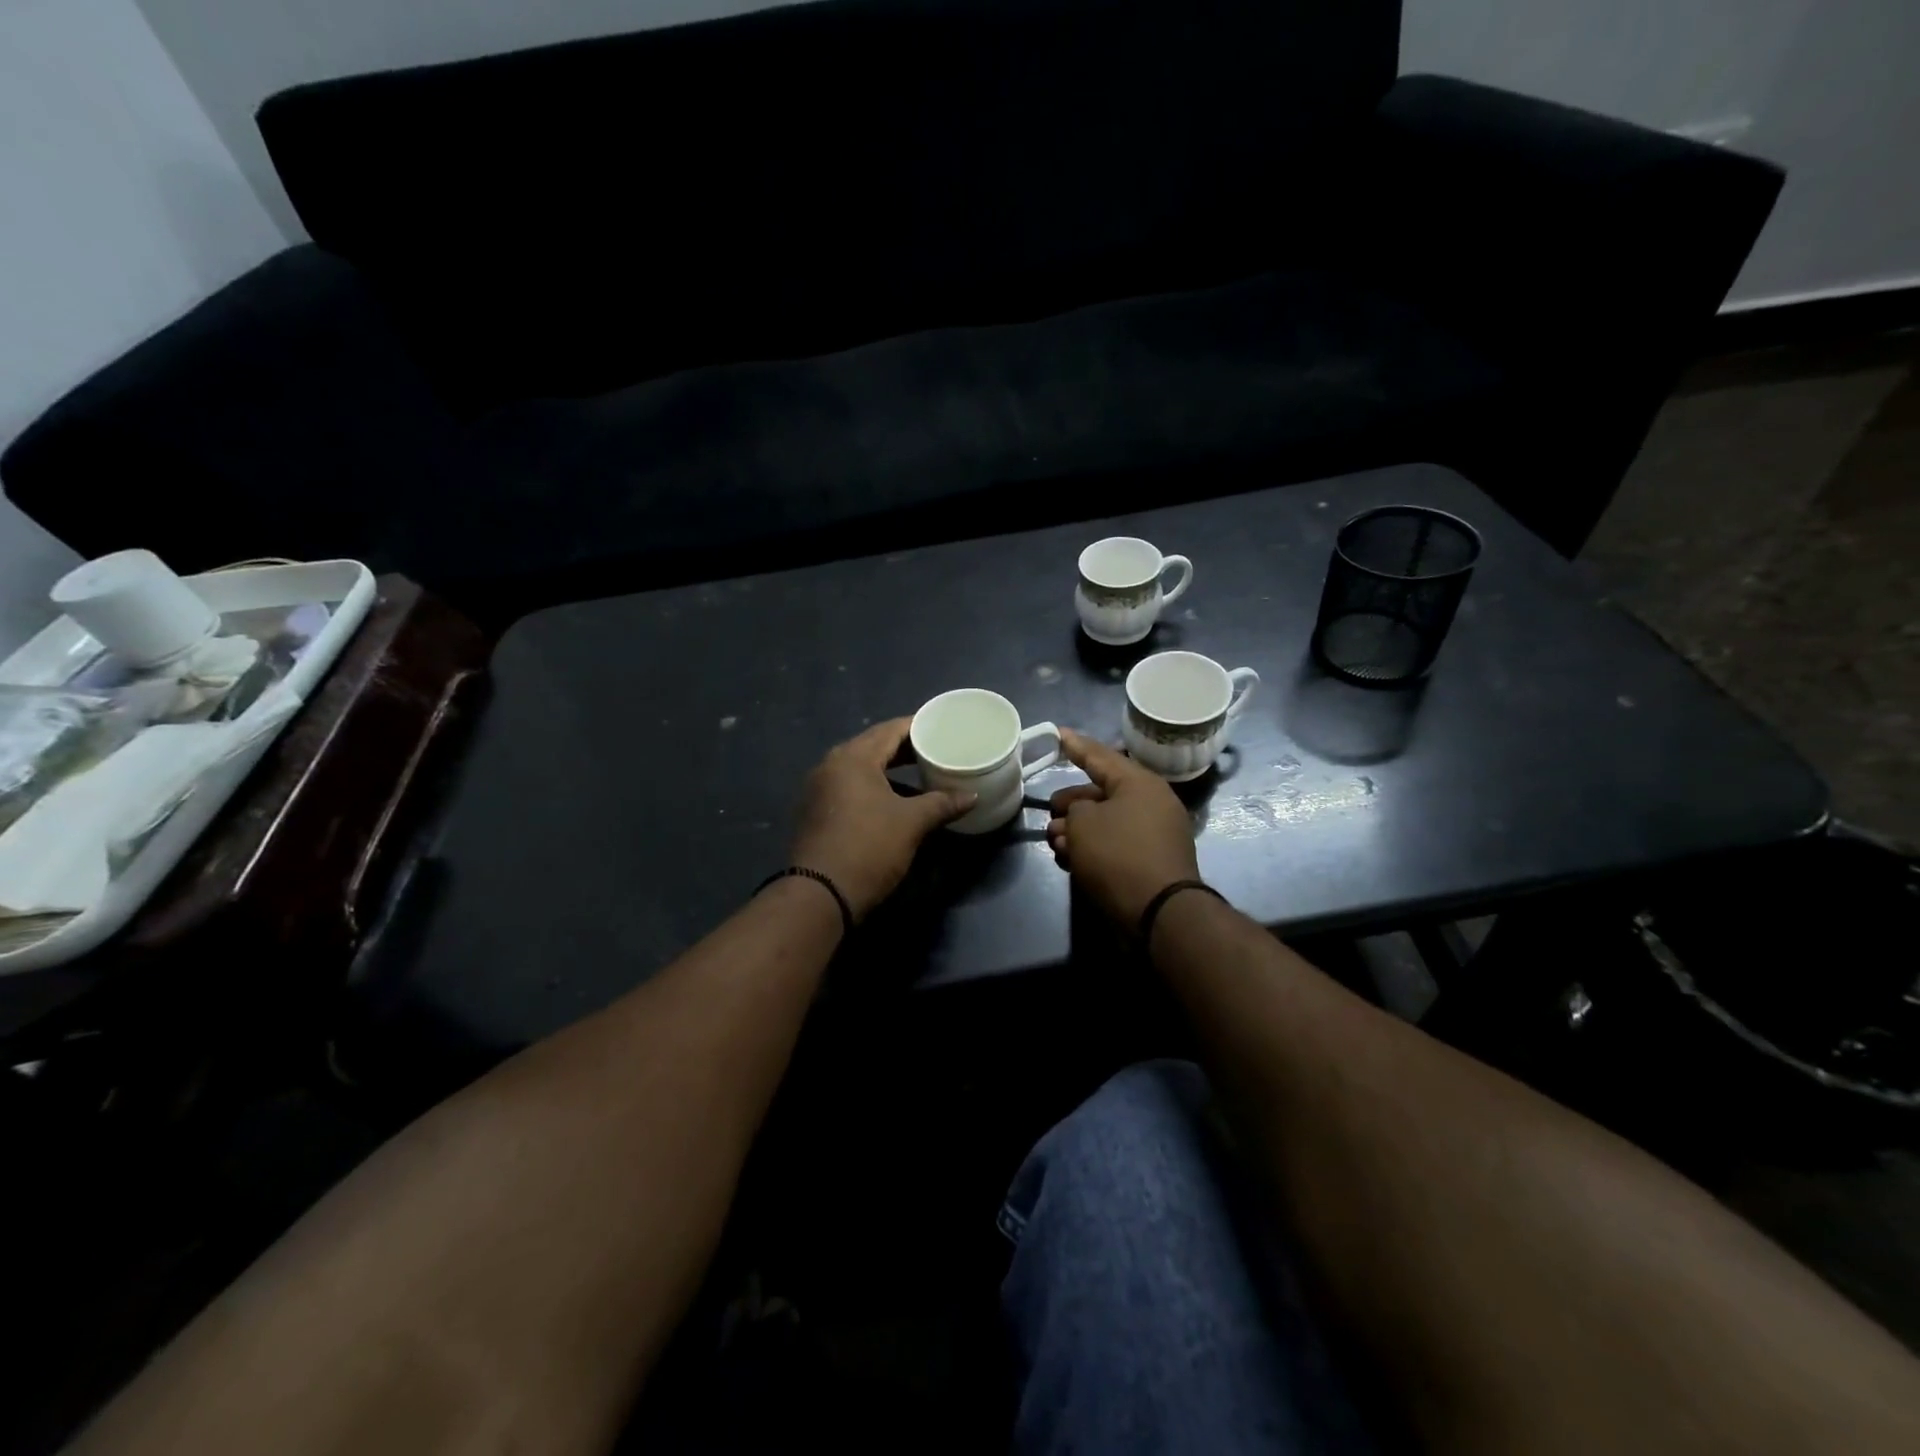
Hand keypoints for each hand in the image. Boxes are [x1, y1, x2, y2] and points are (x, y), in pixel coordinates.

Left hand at [789, 718, 974, 921]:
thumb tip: (971, 796)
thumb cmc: (869, 847)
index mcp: (853, 758)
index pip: (890, 729)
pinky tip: (894, 799)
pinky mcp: (817, 812)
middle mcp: (831, 765)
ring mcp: (819, 789)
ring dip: (889, 769)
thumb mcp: (911, 823)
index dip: (918, 726)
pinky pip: (850, 787)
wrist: (820, 894)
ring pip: (861, 768)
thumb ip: (942, 803)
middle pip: (873, 746)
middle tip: (935, 749)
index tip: (942, 726)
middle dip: (904, 748)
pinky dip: (874, 786)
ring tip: (919, 773)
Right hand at [1047, 728, 1200, 928]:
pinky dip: (1093, 848)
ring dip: (1077, 830)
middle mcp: (1151, 803)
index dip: (1076, 746)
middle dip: (1071, 803)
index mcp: (1140, 783)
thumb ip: (1075, 810)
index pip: (1101, 756)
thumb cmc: (1118, 855)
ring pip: (1106, 821)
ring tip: (1055, 843)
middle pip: (1102, 793)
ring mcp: (1154, 834)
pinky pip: (1115, 844)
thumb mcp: (1083, 823)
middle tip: (1050, 811)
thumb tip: (1081, 817)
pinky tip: (1071, 860)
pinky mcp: (1151, 861)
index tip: (1058, 733)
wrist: (1159, 912)